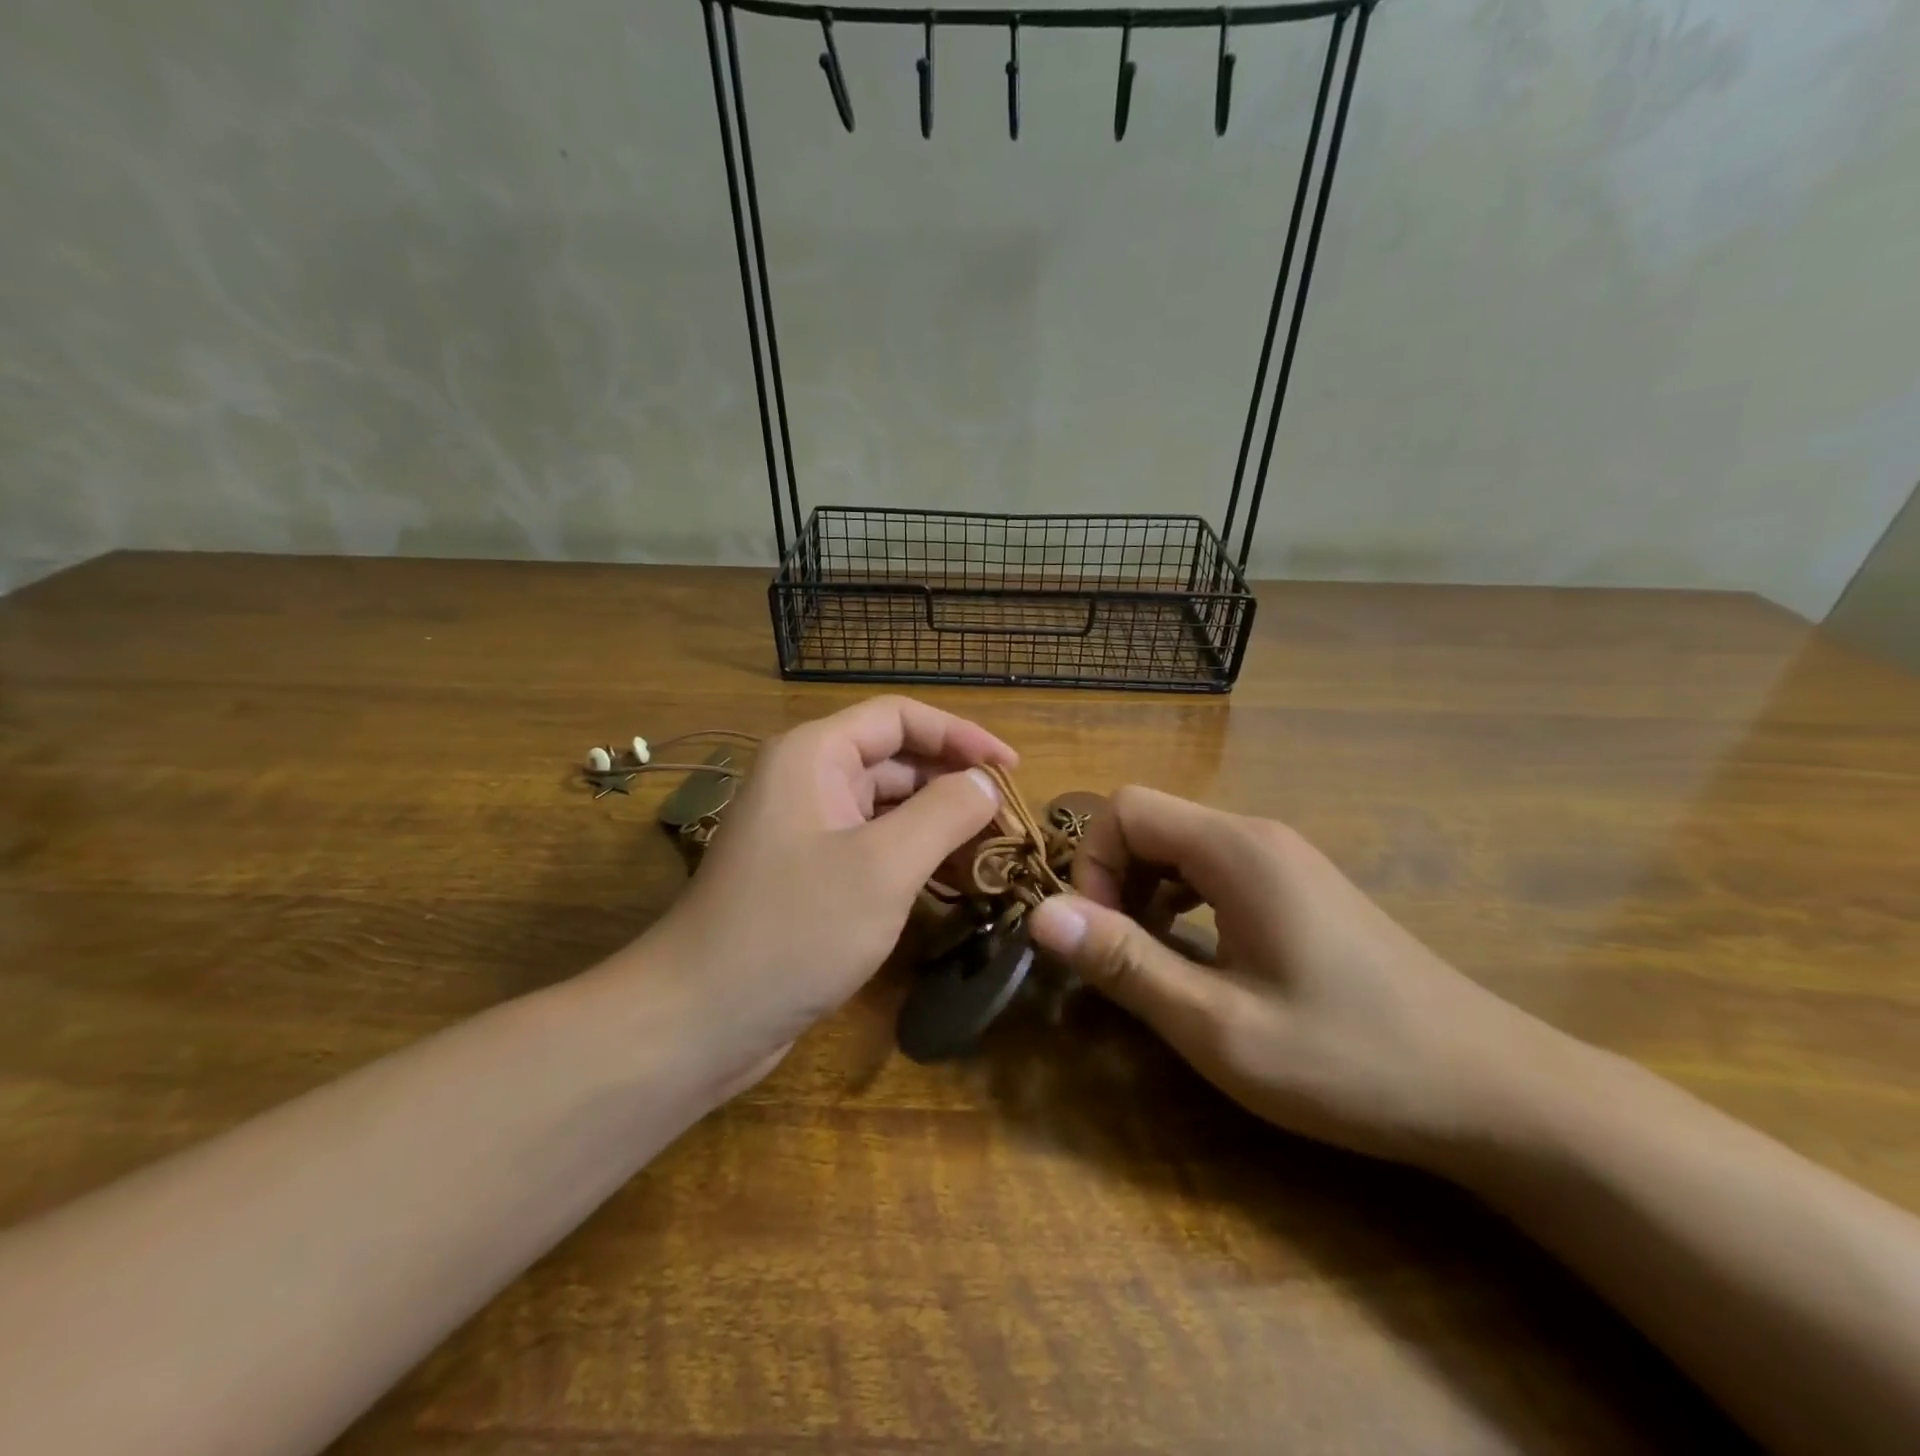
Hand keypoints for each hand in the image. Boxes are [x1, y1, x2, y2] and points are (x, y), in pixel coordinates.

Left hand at [637, 697, 1013, 1086]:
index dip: (961, 735)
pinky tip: (952, 884)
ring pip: (887, 806)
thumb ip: (944, 813)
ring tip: (992, 855)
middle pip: (896, 760)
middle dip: (954, 785)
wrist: (700, 1018)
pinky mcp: (809, 873)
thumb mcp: (883, 866)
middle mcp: (808, 779)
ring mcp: (806, 828)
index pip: (900, 717)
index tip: (1012, 769)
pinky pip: (873, 845)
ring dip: (939, 824)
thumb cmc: (794, 930)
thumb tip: (985, 783)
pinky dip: (914, 856)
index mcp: (815, 755)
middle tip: (1010, 824)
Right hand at [1027, 787, 1571, 1169]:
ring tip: (1155, 961)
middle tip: (1121, 957)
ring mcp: (1285, 860)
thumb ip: (1125, 963)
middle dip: (1113, 880)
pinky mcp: (1300, 888)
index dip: (1091, 864)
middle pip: (1151, 822)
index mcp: (1237, 851)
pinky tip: (1201, 957)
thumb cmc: (1348, 1060)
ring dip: (1145, 892)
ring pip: (1180, 846)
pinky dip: (1182, 901)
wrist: (1492, 1091)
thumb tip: (1040, 914)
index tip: (1099, 937)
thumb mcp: (1219, 1026)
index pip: (1125, 808)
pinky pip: (1214, 870)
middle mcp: (1259, 836)